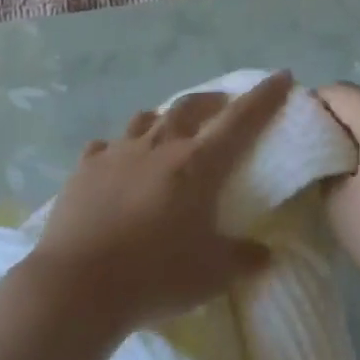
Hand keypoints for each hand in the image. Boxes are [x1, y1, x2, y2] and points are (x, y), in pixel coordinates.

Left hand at [28, 72, 293, 330]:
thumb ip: (243, 259)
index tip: (282, 76)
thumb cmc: (155, 275)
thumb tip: (265, 254)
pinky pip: (106, 146)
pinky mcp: (84, 168)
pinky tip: (117, 162)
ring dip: (164, 119)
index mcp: (197, 164)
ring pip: (146, 119)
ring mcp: (117, 153)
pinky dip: (119, 148)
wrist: (78, 284)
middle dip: (212, 101)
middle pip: (190, 107)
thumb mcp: (212, 275)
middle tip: (223, 105)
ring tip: (170, 130)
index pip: (240, 119)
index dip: (264, 96)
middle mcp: (158, 146)